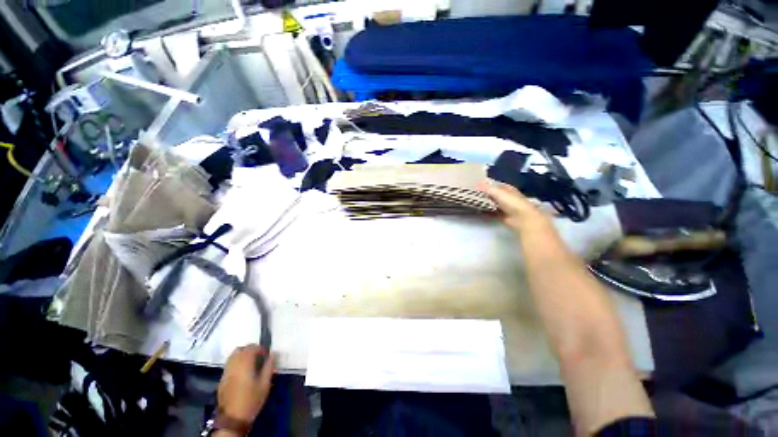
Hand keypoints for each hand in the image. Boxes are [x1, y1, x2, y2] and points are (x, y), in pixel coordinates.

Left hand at [217, 345, 273, 423]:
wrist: (233, 418)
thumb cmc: (251, 400)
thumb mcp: (265, 384)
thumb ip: (269, 367)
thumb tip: (272, 354)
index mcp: (244, 364)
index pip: (252, 348)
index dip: (260, 348)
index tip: (267, 355)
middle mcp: (233, 364)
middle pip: (241, 349)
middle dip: (250, 350)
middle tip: (259, 357)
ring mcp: (226, 372)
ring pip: (233, 356)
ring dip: (242, 355)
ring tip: (251, 363)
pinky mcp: (222, 379)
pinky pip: (229, 364)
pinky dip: (236, 362)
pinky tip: (242, 372)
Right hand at [478, 179, 550, 233]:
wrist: (522, 219)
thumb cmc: (512, 203)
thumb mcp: (499, 193)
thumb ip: (487, 188)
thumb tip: (477, 182)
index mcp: (507, 188)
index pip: (494, 184)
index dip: (485, 184)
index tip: (474, 184)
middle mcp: (505, 196)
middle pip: (492, 194)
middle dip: (483, 193)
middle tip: (470, 193)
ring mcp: (503, 206)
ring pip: (491, 202)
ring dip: (483, 202)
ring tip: (471, 201)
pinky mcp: (501, 215)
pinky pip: (490, 211)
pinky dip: (485, 211)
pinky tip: (477, 210)